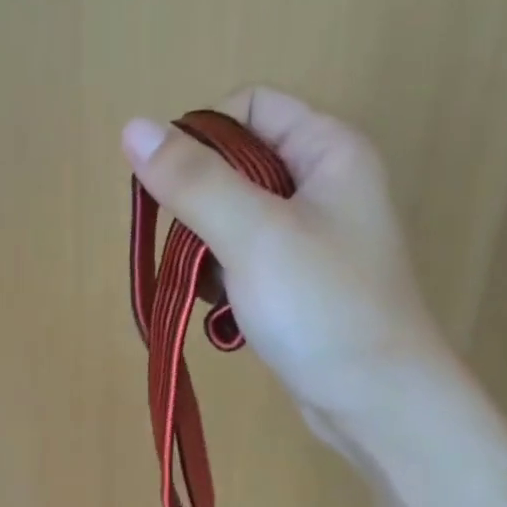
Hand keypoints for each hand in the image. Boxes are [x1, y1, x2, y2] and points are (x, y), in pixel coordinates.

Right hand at [122, 87, 451, 436]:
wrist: (375, 400)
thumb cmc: (322, 307)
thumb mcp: (253, 235)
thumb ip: (193, 182)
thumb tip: (132, 129)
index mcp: (328, 150)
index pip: (250, 107)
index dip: (203, 137)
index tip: (173, 189)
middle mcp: (324, 185)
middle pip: (237, 165)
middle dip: (200, 205)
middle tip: (191, 249)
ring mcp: (313, 239)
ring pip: (235, 220)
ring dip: (207, 250)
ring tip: (212, 289)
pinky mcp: (300, 284)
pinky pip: (245, 262)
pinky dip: (224, 282)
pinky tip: (224, 313)